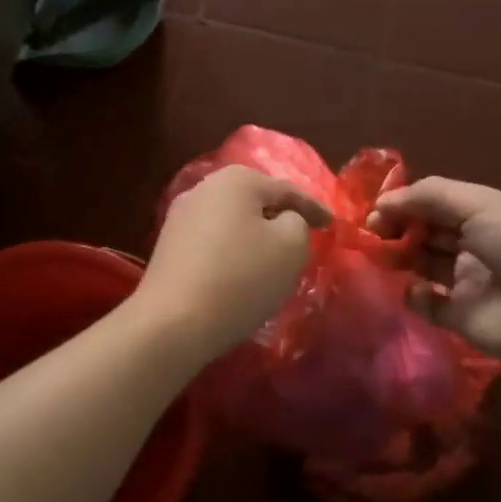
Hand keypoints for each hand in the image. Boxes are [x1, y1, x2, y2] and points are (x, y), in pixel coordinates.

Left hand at [136, 166, 331, 358]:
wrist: (173, 322)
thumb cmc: (240, 278)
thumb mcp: (291, 247)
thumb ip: (298, 223)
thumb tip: (283, 219)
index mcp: (237, 179)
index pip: (287, 190)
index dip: (314, 209)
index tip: (332, 225)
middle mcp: (205, 187)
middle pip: (254, 200)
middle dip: (279, 216)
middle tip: (302, 236)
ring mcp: (180, 215)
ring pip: (231, 220)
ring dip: (253, 234)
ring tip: (272, 256)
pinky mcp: (168, 245)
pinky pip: (212, 240)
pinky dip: (231, 250)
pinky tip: (239, 271)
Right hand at [368, 177, 500, 367]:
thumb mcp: (481, 204)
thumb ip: (430, 196)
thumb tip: (383, 201)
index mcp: (483, 215)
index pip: (434, 204)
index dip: (405, 204)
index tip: (376, 210)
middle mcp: (474, 246)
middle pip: (425, 233)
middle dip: (397, 229)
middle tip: (371, 234)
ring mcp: (468, 283)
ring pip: (423, 266)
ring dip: (400, 258)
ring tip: (379, 256)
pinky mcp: (462, 318)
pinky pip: (429, 305)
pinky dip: (416, 296)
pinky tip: (414, 290)